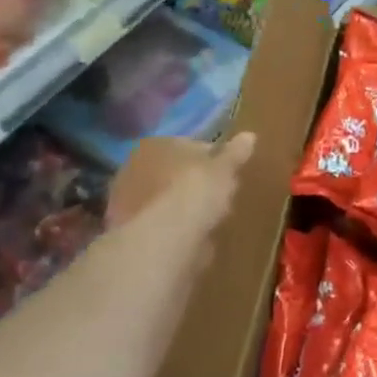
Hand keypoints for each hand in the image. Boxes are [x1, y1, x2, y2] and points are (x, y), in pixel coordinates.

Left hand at [108, 133, 255, 231]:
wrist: (164, 239)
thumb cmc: (196, 191)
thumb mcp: (225, 169)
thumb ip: (235, 153)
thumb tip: (249, 135)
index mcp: (156, 145)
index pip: (188, 146)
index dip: (210, 158)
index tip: (227, 172)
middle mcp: (134, 168)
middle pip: (172, 173)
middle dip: (192, 183)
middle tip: (218, 197)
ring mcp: (127, 200)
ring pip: (164, 200)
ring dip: (182, 208)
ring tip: (208, 222)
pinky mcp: (128, 232)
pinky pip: (160, 225)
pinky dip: (175, 230)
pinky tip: (193, 240)